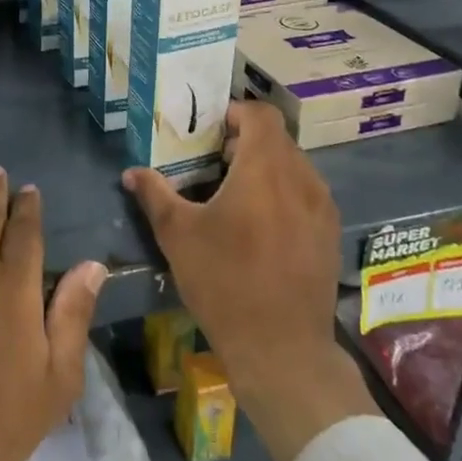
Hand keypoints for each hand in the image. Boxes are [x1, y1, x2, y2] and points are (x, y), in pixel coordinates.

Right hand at [123, 100, 376, 460]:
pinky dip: (283, 193)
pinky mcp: (330, 234)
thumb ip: (155, 195)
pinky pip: (306, 194)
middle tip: (213, 163)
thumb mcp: (179, 236)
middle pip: (278, 139)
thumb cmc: (224, 282)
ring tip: (235, 195)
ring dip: (266, 168)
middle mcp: (302, 178)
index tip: (209, 130)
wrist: (281, 348)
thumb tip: (131, 173)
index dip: (235, 112)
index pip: (261, 114)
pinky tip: (261, 225)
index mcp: (265, 169)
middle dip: (245, 142)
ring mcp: (322, 207)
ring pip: (294, 166)